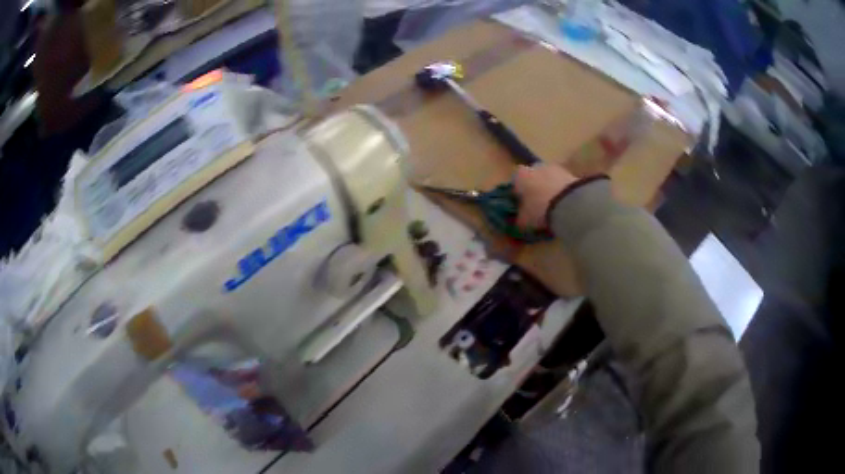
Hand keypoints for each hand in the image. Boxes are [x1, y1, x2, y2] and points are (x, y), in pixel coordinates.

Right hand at [514, 164, 576, 228]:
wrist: (569, 203)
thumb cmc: (539, 209)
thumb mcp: (524, 220)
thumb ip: (520, 219)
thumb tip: (519, 220)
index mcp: (519, 176)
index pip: (515, 183)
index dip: (518, 195)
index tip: (522, 206)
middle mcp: (535, 167)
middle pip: (532, 177)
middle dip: (534, 188)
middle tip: (538, 205)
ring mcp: (554, 168)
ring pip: (548, 178)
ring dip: (549, 188)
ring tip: (554, 206)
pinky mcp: (570, 172)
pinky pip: (561, 182)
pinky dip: (561, 190)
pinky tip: (564, 203)